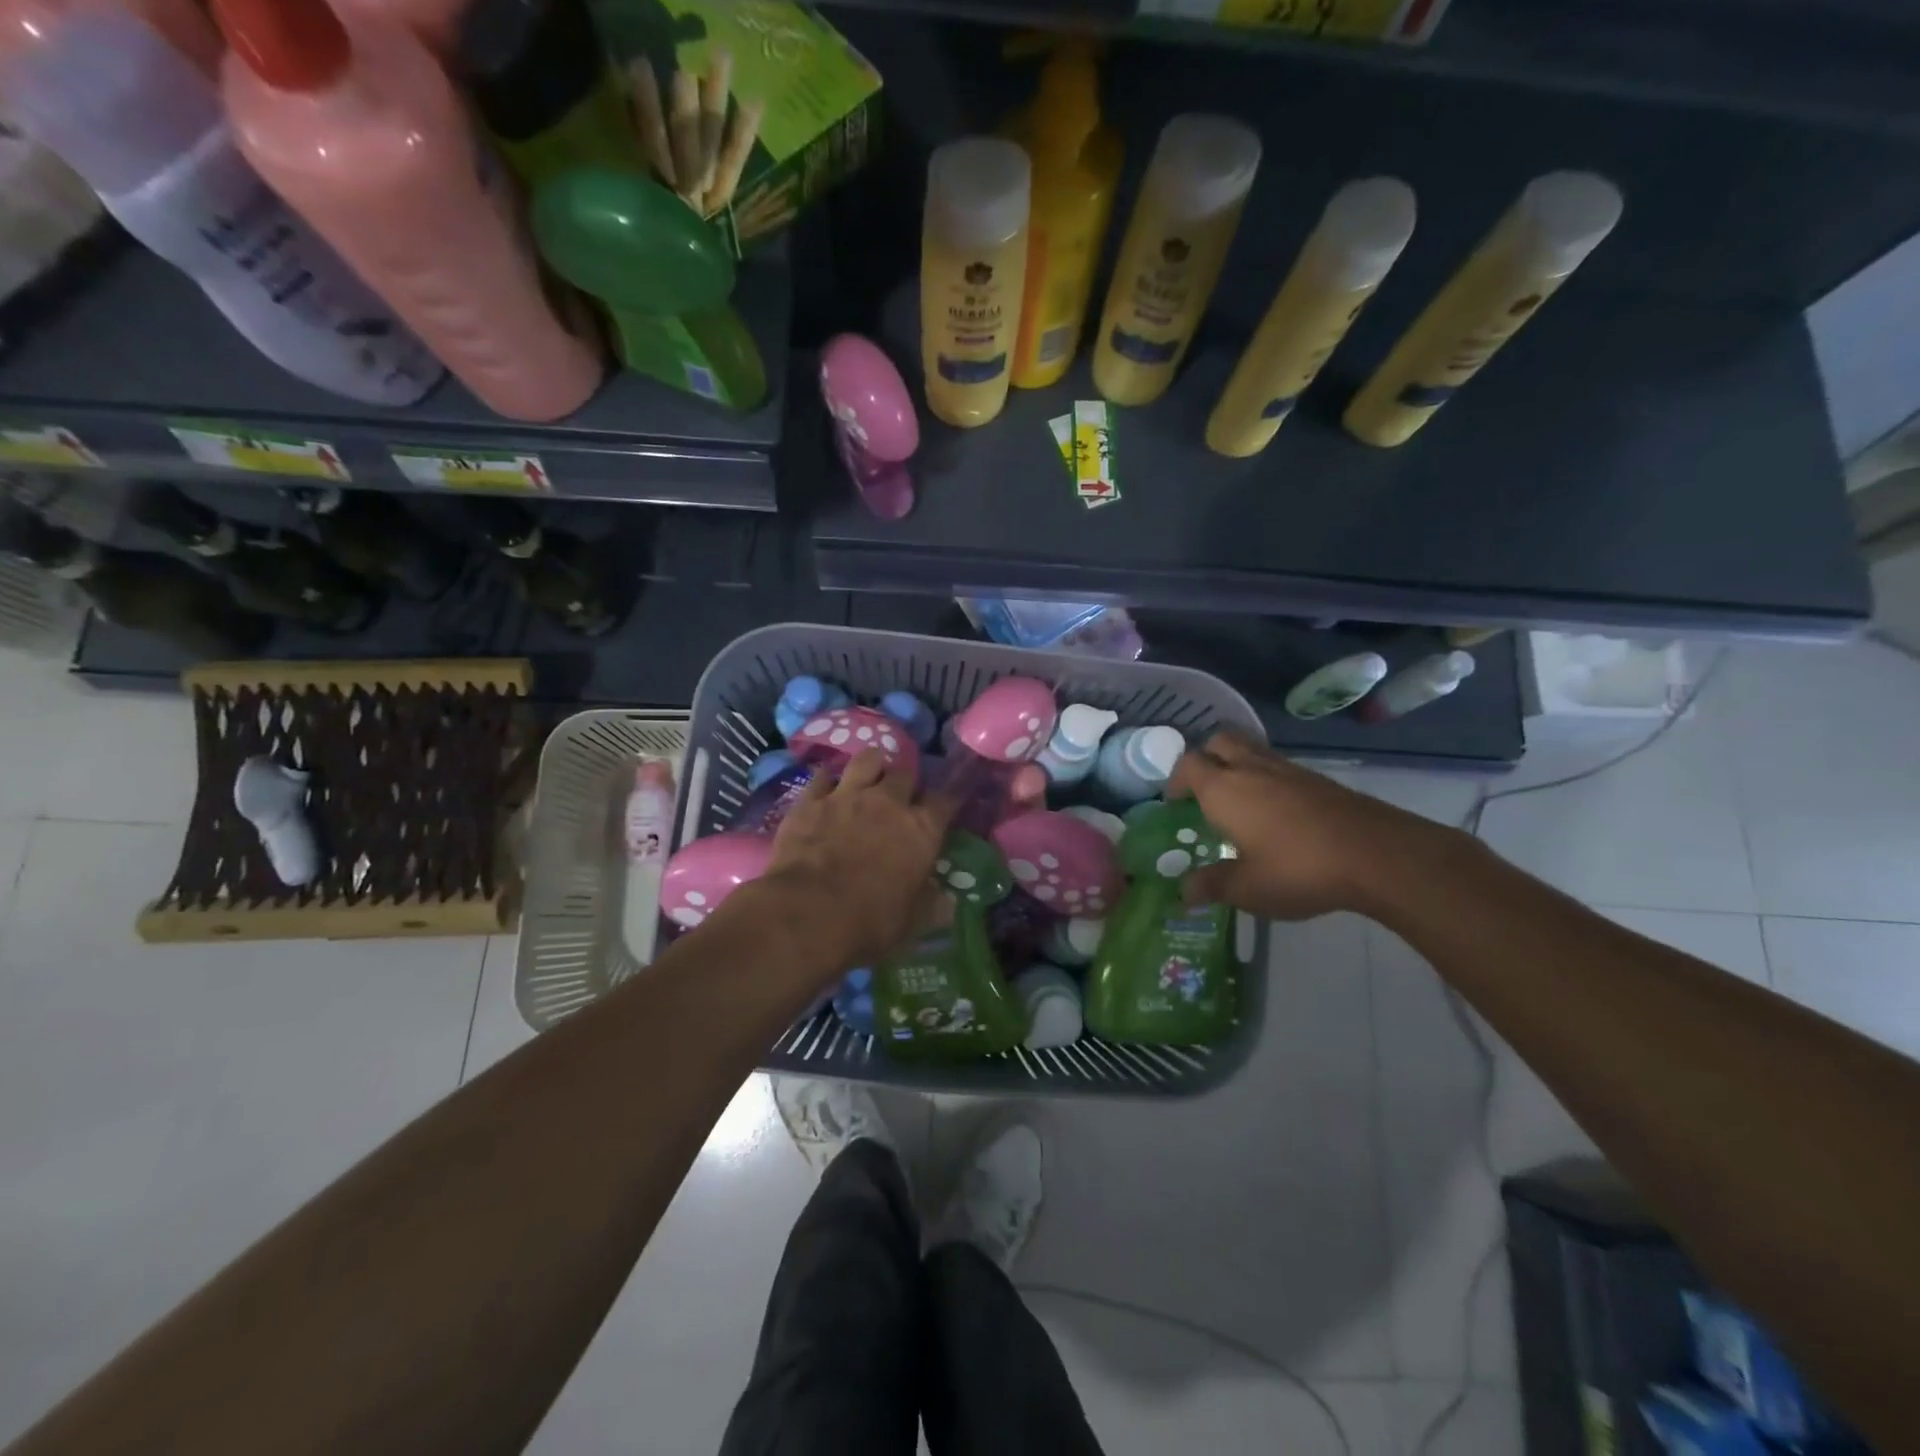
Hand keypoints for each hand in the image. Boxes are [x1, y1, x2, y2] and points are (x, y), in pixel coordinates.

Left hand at [764, 749, 955, 970]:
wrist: (807, 913)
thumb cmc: (869, 922)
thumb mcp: (911, 923)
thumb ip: (933, 907)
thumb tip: (950, 904)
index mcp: (921, 830)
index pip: (946, 801)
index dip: (949, 799)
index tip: (948, 803)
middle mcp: (888, 802)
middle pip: (905, 772)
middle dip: (906, 781)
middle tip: (900, 796)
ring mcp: (847, 795)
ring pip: (867, 759)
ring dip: (871, 766)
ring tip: (868, 777)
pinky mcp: (810, 800)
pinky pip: (822, 776)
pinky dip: (828, 781)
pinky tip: (826, 790)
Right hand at [1167, 730, 1446, 919]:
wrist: (1376, 854)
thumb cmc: (1297, 869)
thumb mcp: (1247, 888)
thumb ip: (1211, 886)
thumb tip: (1183, 892)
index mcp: (1224, 789)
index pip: (1188, 764)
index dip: (1176, 780)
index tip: (1176, 804)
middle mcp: (1251, 769)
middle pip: (1218, 742)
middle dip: (1206, 759)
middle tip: (1204, 790)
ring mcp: (1288, 769)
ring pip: (1251, 750)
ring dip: (1238, 765)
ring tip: (1239, 801)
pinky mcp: (1318, 779)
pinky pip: (1279, 766)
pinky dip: (1267, 779)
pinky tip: (1276, 813)